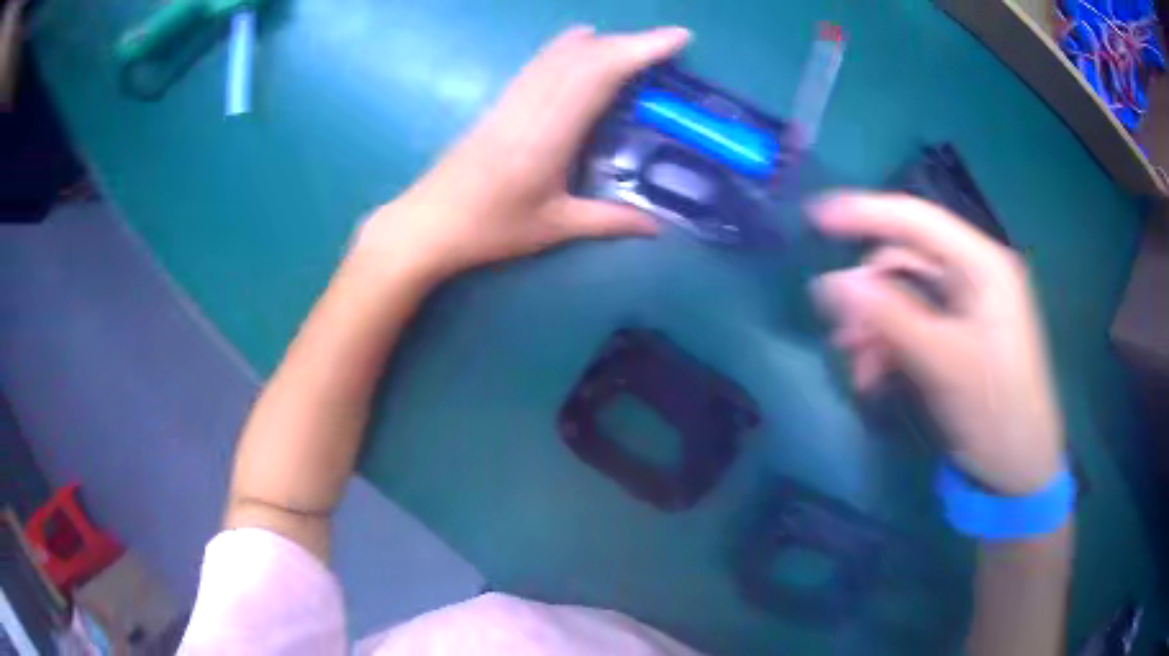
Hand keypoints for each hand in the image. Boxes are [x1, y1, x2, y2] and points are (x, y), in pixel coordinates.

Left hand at [352, 26, 690, 283]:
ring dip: (600, 42)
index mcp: (550, 131)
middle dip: (630, 43)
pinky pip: (541, 63)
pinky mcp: (500, 102)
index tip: (678, 37)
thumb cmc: (488, 228)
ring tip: (634, 45)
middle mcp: (532, 103)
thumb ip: (609, 221)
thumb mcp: (554, 227)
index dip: (641, 49)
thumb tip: (657, 227)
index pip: (601, 73)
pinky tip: (580, 47)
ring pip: (560, 53)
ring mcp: (513, 99)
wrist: (425, 223)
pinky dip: (570, 49)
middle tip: (666, 47)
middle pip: (584, 55)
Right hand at [810, 192, 1063, 494]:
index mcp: (983, 266)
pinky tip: (871, 377)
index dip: (865, 213)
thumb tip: (830, 283)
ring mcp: (965, 307)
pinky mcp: (955, 336)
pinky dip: (887, 347)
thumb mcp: (944, 363)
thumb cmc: (996, 412)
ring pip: (903, 297)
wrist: (1018, 470)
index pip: (917, 220)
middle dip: (868, 295)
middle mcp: (973, 276)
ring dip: (873, 327)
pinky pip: (910, 326)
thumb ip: (890, 318)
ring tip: (855, 367)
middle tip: (840, 333)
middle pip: (906, 262)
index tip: (815, 219)